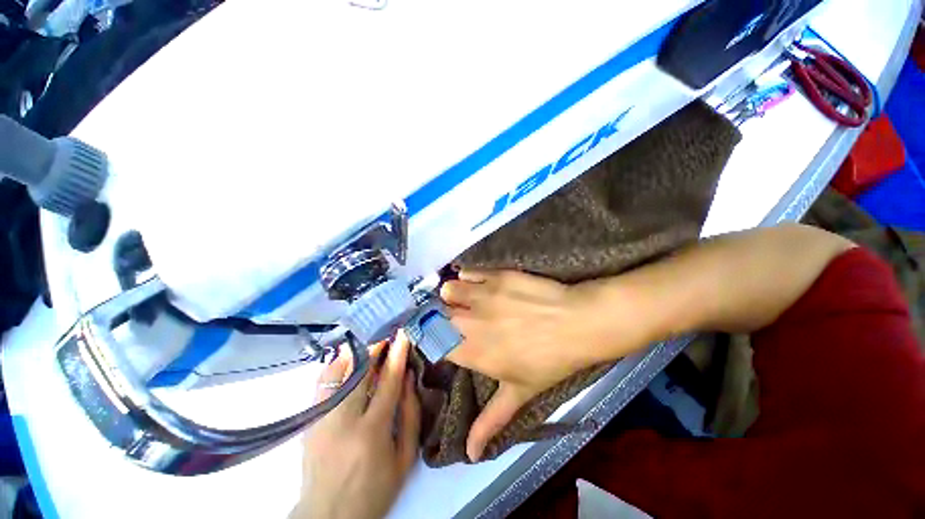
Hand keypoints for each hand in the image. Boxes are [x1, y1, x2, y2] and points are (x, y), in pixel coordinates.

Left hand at [292, 332, 420, 518]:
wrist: (327, 517)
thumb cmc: (374, 490)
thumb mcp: (404, 459)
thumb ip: (410, 415)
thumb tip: (408, 378)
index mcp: (371, 432)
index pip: (387, 382)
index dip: (397, 354)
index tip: (403, 334)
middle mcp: (342, 421)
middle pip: (359, 371)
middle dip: (374, 346)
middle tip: (386, 330)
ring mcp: (321, 419)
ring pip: (336, 373)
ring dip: (354, 351)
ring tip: (368, 337)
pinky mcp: (309, 421)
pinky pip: (321, 383)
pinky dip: (335, 365)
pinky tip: (346, 355)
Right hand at [441, 270, 623, 461]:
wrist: (577, 323)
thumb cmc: (549, 361)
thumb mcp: (519, 394)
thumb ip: (490, 421)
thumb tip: (470, 455)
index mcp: (470, 351)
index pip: (431, 342)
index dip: (433, 340)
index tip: (439, 339)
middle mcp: (468, 321)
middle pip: (434, 314)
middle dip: (439, 317)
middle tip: (454, 319)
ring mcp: (482, 295)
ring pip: (448, 290)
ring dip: (453, 296)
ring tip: (467, 301)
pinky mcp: (495, 275)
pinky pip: (468, 273)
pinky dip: (468, 277)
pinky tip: (478, 284)